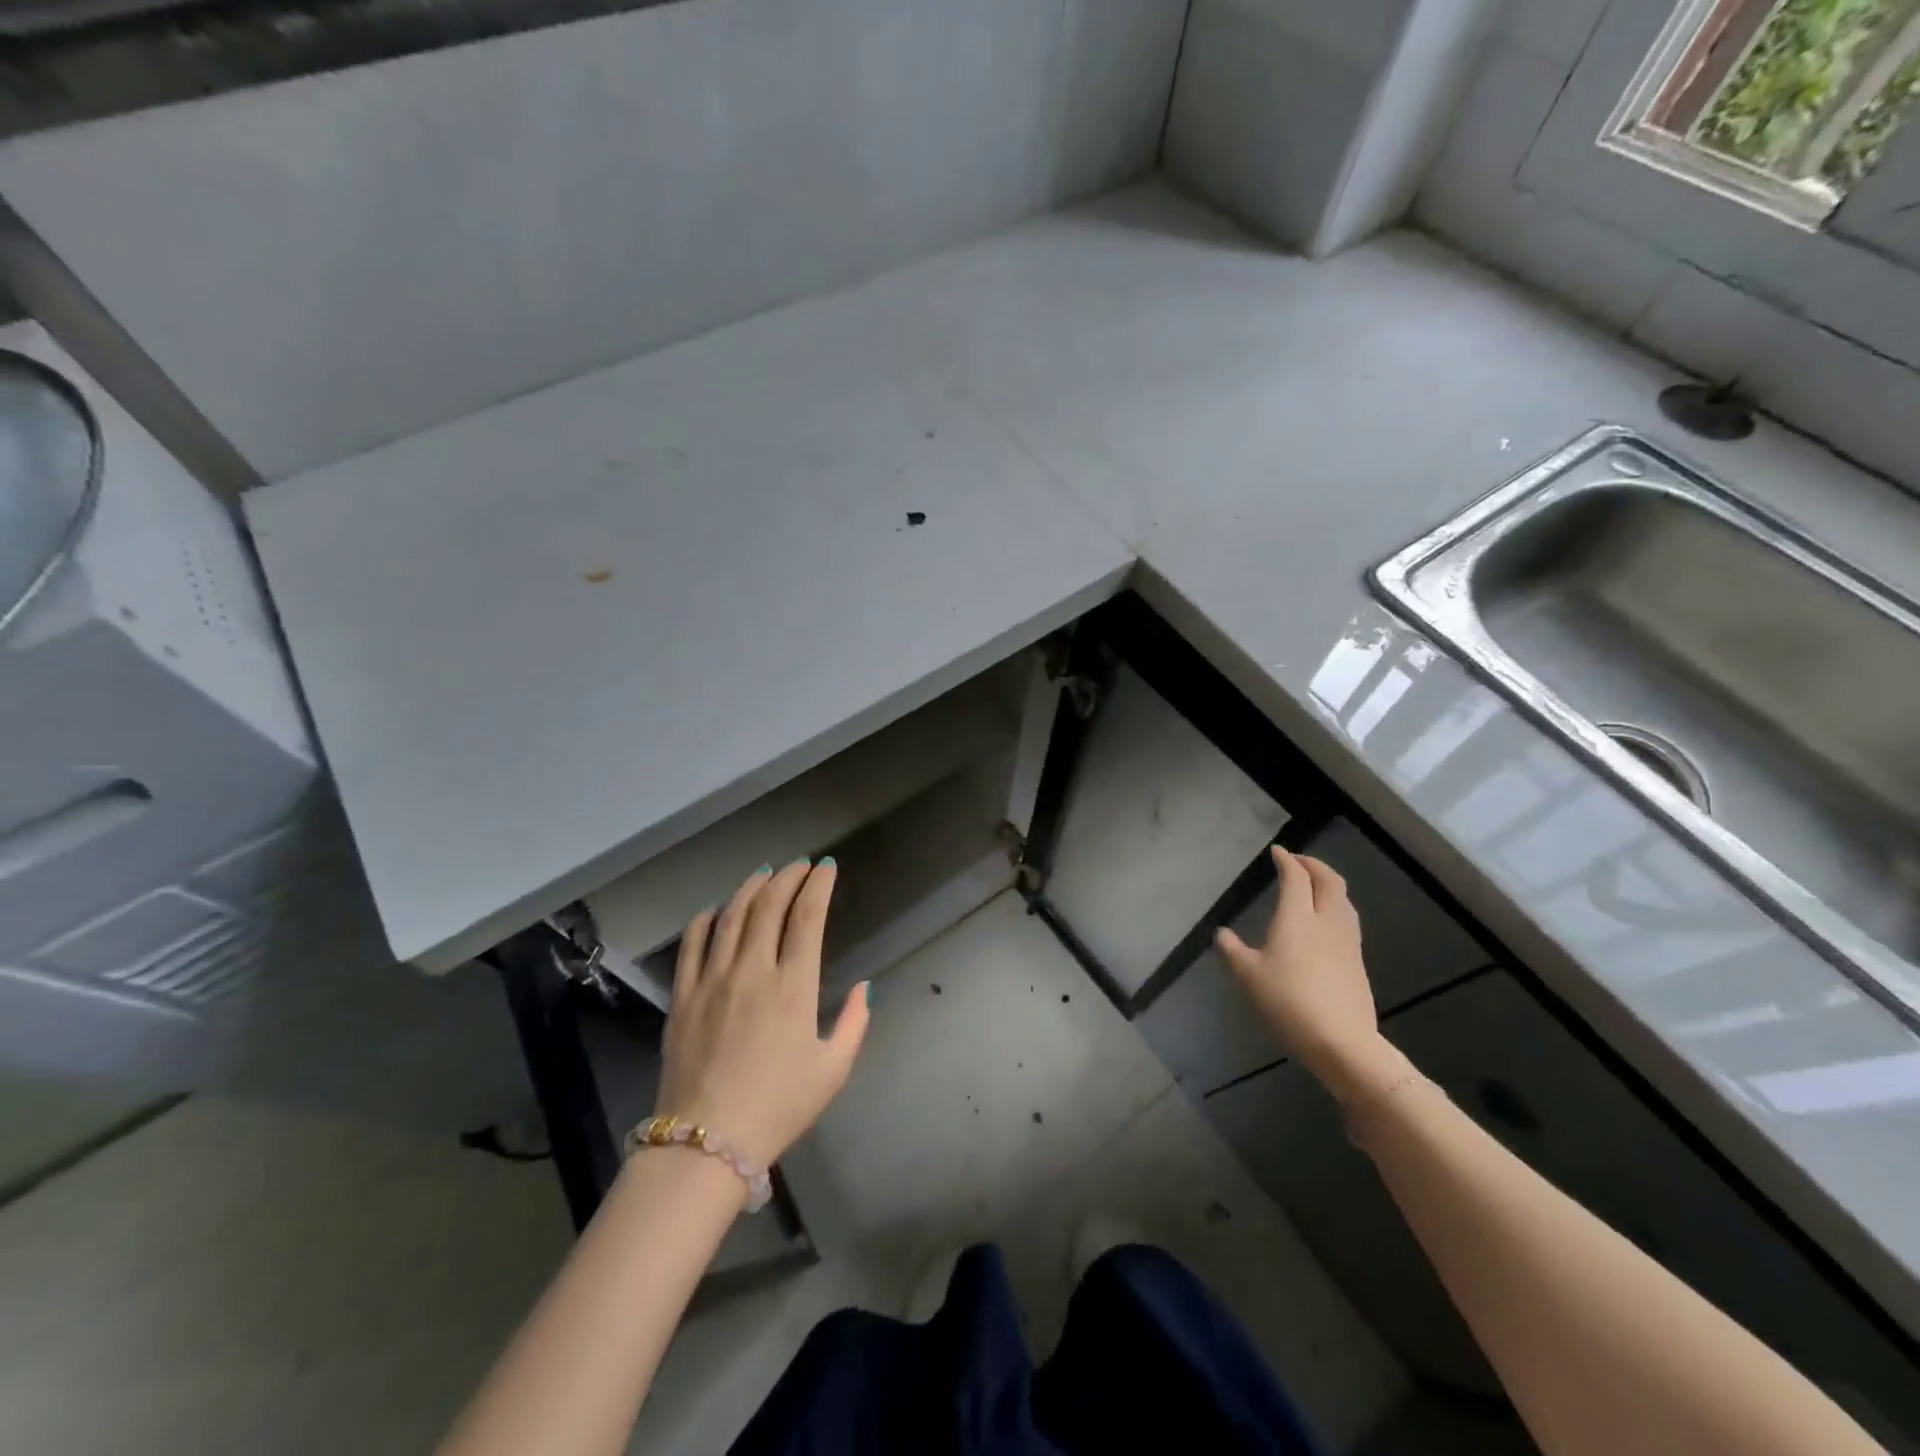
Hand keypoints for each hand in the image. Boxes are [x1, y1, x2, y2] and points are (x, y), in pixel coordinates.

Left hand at [655, 860, 868, 1167]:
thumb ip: (854, 1023)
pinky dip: (706, 918)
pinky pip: (692, 943)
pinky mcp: (683, 995)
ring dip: (750, 887)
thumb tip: (865, 987)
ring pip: (731, 915)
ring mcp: (713, 979)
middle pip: (769, 905)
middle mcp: (753, 971)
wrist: (706, 1143)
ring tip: (764, 873)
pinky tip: (716, 909)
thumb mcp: (833, 1070)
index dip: (819, 885)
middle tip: (799, 865)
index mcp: (794, 986)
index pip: (808, 917)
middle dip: (787, 876)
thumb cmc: (779, 1107)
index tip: (827, 868)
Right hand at [1215, 847, 1404, 1103]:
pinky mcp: (1357, 961)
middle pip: (1329, 881)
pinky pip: (1348, 920)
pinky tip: (1325, 922)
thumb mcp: (1248, 977)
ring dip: (1329, 884)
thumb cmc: (1288, 1001)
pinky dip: (1335, 906)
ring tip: (1314, 887)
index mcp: (1297, 917)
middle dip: (1314, 865)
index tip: (1278, 852)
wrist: (1342, 1041)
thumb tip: (1221, 934)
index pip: (1296, 877)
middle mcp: (1326, 921)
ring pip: (1344, 900)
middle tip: (1298, 862)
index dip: (1287, 860)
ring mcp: (1347, 941)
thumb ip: (1232, 951)